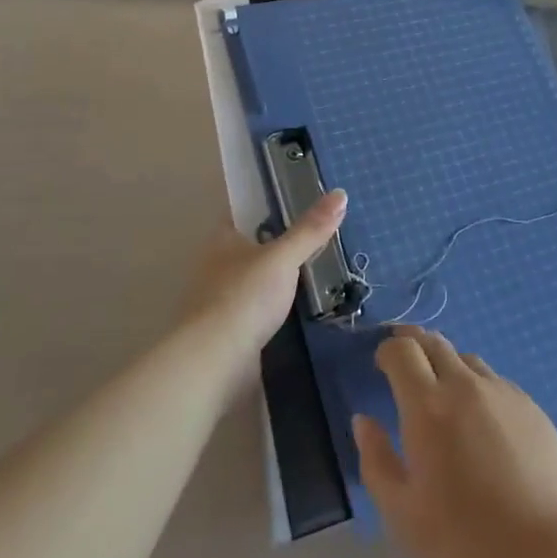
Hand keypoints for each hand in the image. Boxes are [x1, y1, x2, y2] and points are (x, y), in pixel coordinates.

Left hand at [180, 190, 346, 371]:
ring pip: (256, 280)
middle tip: (317, 236)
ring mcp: (222, 301)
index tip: (298, 201)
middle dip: (278, 244)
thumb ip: (311, 229)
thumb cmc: (244, 298)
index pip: (243, 212)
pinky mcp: (231, 332)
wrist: (215, 363)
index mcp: (222, 241)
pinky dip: (277, 308)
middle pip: (251, 247)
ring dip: (278, 279)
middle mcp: (217, 267)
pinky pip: (259, 310)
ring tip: (317, 272)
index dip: (268, 204)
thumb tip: (341, 193)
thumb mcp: (283, 258)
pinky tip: (301, 308)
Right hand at [355, 326, 556, 557]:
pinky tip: (479, 419)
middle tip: (404, 362)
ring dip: (446, 363)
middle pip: (436, 342)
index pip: (403, 351)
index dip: (387, 350)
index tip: (380, 364)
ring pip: (467, 359)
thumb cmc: (464, 545)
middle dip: (414, 344)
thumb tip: (363, 420)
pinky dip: (476, 385)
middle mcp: (466, 385)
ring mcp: (504, 393)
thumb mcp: (402, 514)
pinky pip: (495, 381)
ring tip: (441, 392)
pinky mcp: (532, 407)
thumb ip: (377, 460)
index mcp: (429, 406)